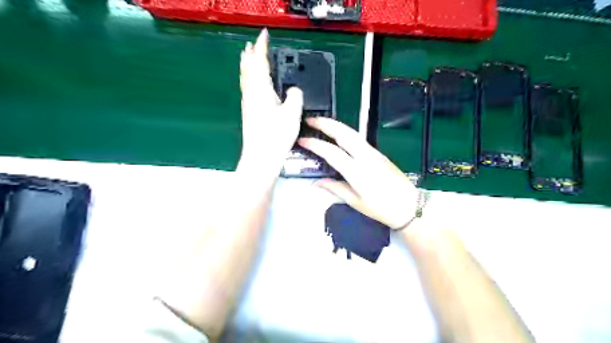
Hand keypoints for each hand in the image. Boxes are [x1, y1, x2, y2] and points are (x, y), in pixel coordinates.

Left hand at [238, 28, 305, 173]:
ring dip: (247, 66)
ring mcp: (248, 105)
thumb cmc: (276, 136)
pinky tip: (253, 85)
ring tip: (248, 59)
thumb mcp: (292, 114)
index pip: (260, 62)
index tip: (263, 35)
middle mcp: (251, 95)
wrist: (261, 158)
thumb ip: (295, 96)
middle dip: (250, 55)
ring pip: (246, 79)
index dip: (262, 47)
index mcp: (261, 90)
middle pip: (248, 69)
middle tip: (252, 45)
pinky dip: (249, 80)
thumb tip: (294, 90)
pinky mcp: (249, 114)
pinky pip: (248, 89)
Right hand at [297, 118, 420, 230]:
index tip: (302, 140)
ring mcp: (374, 153)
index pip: (332, 153)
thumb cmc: (382, 209)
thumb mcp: (356, 202)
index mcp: (357, 172)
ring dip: (336, 125)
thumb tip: (316, 183)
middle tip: (310, 120)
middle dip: (326, 124)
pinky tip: (338, 134)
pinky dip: (345, 132)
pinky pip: (359, 138)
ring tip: (321, 122)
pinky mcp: (379, 153)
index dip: (315, 144)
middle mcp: (365, 157)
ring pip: (352, 133)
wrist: (410, 206)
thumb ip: (335, 189)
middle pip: (344, 134)